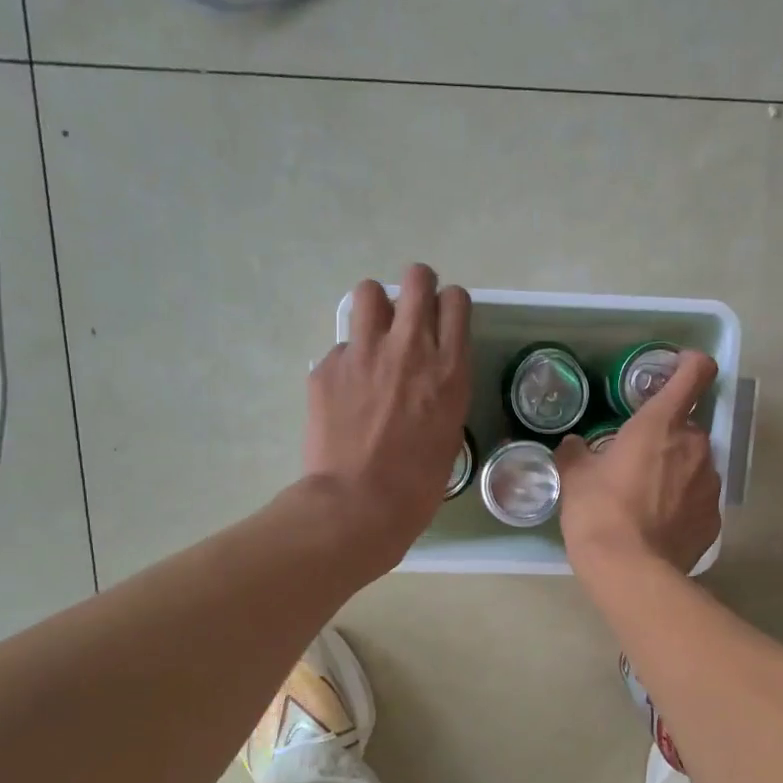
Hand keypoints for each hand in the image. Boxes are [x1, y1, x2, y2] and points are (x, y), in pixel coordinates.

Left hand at [305, 264, 471, 570]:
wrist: (359, 504)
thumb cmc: (417, 485)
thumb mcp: (449, 433)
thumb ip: (442, 392)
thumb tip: (425, 379)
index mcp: (449, 370)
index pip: (455, 302)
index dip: (448, 306)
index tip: (442, 322)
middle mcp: (409, 348)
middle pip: (417, 279)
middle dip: (416, 288)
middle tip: (410, 313)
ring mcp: (364, 353)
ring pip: (369, 292)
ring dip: (376, 308)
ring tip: (374, 337)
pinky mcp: (327, 366)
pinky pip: (340, 346)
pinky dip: (346, 362)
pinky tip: (346, 393)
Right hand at [557, 349, 721, 578]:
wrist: (630, 571)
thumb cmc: (599, 513)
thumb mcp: (575, 478)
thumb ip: (576, 453)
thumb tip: (574, 445)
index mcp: (661, 423)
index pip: (695, 373)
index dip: (690, 364)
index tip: (678, 369)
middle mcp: (696, 446)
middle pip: (688, 427)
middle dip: (668, 437)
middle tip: (638, 460)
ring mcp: (710, 484)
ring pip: (696, 465)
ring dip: (677, 472)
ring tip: (647, 501)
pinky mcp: (714, 520)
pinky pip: (699, 502)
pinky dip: (683, 506)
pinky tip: (660, 527)